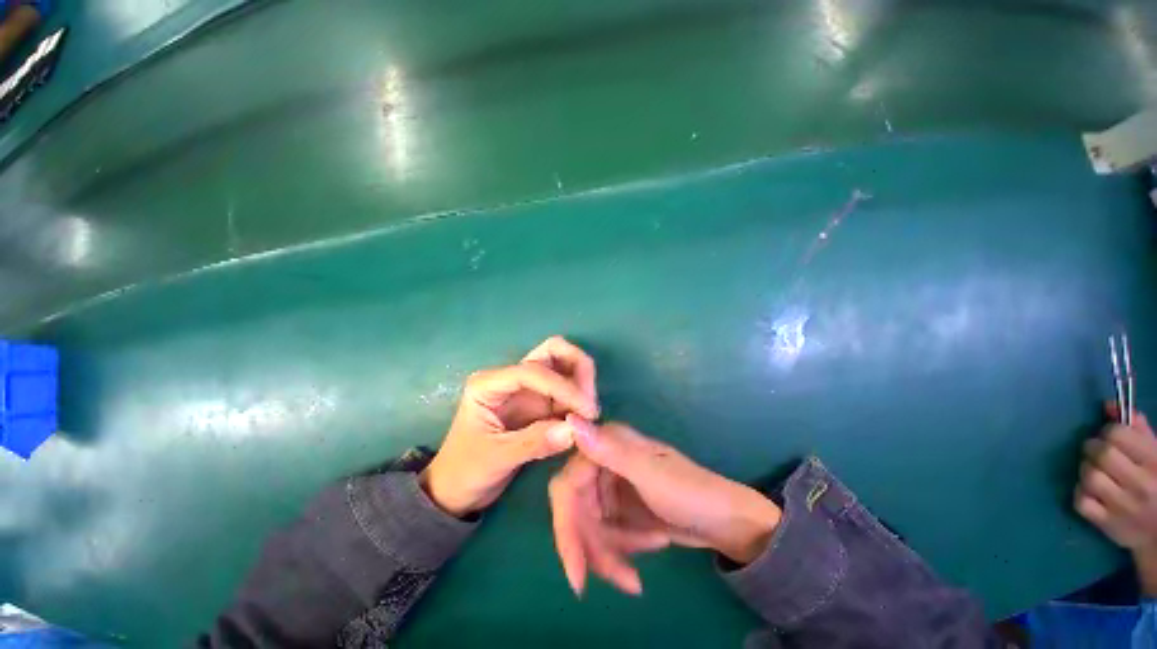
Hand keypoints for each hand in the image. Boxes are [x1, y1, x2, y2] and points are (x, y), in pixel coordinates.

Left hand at [420, 337, 598, 516]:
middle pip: (552, 351)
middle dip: (577, 366)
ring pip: (562, 365)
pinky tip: (585, 416)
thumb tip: (575, 430)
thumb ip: (534, 443)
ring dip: (582, 379)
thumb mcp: (495, 458)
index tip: (586, 410)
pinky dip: (579, 396)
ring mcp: (527, 389)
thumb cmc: (465, 471)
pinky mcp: (540, 403)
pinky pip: (566, 390)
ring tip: (590, 410)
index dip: (563, 386)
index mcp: (490, 383)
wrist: (456, 490)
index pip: (533, 371)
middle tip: (590, 399)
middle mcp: (511, 378)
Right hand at [548, 418, 780, 595]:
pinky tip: (653, 545)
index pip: (568, 483)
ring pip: (588, 527)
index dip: (566, 524)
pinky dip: (620, 551)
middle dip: (593, 548)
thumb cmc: (693, 493)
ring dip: (610, 555)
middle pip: (576, 510)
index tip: (576, 570)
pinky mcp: (617, 507)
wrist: (728, 521)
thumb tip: (569, 419)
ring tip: (638, 575)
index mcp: (608, 443)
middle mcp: (603, 461)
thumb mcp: (651, 475)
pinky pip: (604, 534)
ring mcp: (609, 485)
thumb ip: (609, 449)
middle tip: (621, 579)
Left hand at [1075, 409, 1156, 551]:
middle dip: (1093, 449)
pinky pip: (1080, 501)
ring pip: (1089, 476)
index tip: (1109, 437)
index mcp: (1154, 462)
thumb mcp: (1155, 452)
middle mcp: (1140, 484)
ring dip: (1086, 470)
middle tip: (1097, 453)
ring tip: (1096, 472)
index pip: (1117, 435)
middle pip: (1100, 454)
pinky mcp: (1107, 524)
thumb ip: (1136, 428)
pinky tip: (1090, 493)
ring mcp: (1123, 506)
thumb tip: (1108, 405)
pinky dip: (1080, 494)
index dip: (1107, 432)